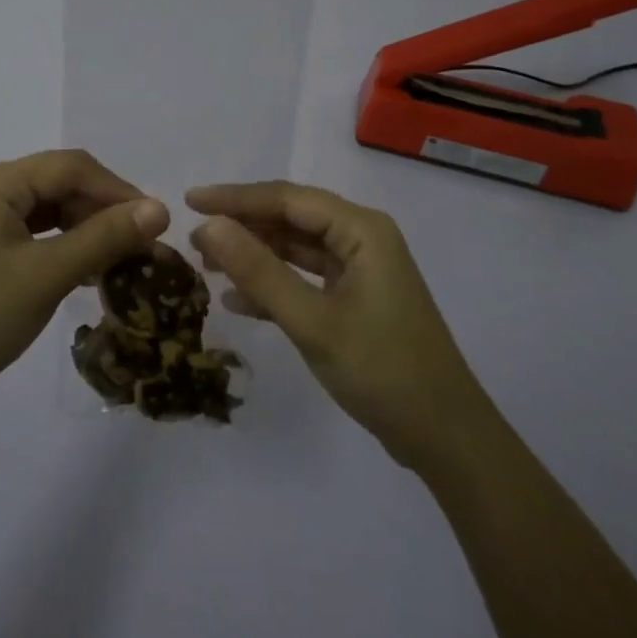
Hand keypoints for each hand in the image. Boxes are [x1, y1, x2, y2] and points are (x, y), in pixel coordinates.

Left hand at [0, 150, 168, 427]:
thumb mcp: (47, 275)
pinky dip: (60, 245)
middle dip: (102, 210)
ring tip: (120, 259)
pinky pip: (30, 232)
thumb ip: (104, 237)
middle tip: (142, 245)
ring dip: (84, 229)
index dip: (118, 189)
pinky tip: (85, 269)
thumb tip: (161, 209)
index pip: (72, 167)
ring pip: (46, 209)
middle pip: (58, 183)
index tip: (156, 222)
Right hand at [188, 181, 480, 469]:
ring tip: (206, 264)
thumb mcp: (313, 322)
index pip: (286, 198)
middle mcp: (361, 238)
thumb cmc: (383, 371)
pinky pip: (306, 278)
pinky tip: (237, 300)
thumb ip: (259, 271)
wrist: (446, 439)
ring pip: (295, 247)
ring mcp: (360, 270)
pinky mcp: (356, 299)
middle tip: (193, 239)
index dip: (235, 198)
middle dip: (242, 226)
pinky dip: (274, 284)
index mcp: (361, 229)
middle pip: (290, 218)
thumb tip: (210, 226)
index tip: (189, 201)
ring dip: (254, 255)